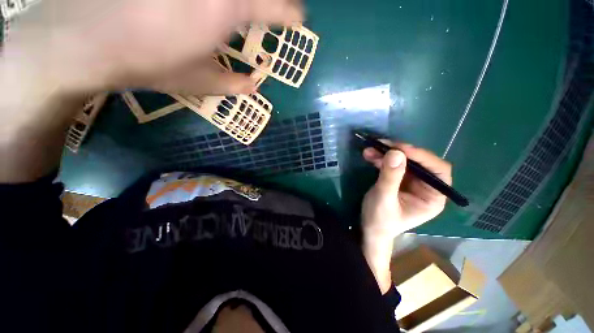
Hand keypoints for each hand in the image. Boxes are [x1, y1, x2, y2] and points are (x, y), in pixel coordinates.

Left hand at [3, 0, 302, 95]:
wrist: (87, 42)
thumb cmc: (149, 65)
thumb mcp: (199, 83)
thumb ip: (232, 85)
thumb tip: (253, 87)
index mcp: (224, 10)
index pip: (273, 7)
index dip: (290, 13)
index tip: (299, 19)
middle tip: (277, 7)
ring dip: (244, 1)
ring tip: (243, 10)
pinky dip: (219, 3)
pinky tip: (211, 10)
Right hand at [360, 141, 450, 293]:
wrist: (369, 228)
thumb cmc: (380, 220)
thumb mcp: (384, 199)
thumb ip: (390, 177)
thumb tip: (396, 152)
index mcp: (432, 197)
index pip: (438, 171)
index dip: (422, 157)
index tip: (400, 149)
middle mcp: (426, 187)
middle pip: (419, 162)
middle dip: (399, 153)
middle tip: (381, 145)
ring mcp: (411, 182)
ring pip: (403, 161)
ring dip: (386, 154)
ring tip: (369, 150)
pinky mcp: (398, 179)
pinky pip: (392, 164)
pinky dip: (381, 158)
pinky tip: (369, 155)